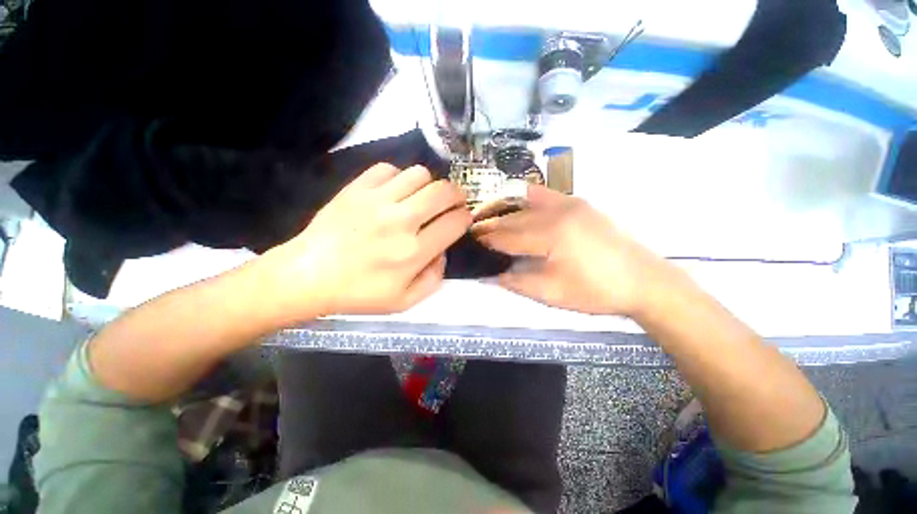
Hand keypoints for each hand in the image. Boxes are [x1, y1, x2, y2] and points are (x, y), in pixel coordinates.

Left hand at [254, 163, 471, 322]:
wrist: (308, 275)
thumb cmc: (358, 293)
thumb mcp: (404, 301)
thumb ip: (434, 278)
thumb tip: (442, 251)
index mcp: (413, 252)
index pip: (454, 223)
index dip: (465, 217)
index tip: (464, 218)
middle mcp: (400, 221)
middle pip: (443, 192)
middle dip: (457, 195)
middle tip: (453, 202)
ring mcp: (377, 200)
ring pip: (419, 174)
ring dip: (428, 185)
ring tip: (422, 197)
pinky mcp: (357, 189)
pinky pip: (388, 169)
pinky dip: (398, 178)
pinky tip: (394, 192)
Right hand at [472, 184, 675, 316]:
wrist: (644, 281)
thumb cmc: (596, 291)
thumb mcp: (552, 293)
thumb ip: (518, 282)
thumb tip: (492, 276)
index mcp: (550, 235)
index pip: (508, 237)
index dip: (489, 240)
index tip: (472, 241)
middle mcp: (557, 213)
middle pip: (515, 219)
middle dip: (494, 227)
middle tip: (477, 232)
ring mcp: (571, 205)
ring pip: (528, 207)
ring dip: (509, 215)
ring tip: (494, 222)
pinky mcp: (581, 205)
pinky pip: (549, 195)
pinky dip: (532, 197)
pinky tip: (522, 196)